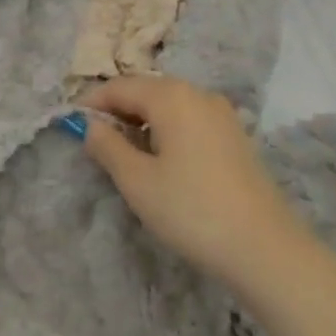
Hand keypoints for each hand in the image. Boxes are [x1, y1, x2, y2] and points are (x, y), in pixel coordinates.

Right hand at [80, 75, 310, 285]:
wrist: (264, 248)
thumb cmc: (190, 210)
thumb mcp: (137, 180)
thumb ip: (107, 146)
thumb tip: (90, 125)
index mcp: (171, 97)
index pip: (120, 87)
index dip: (92, 103)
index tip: (70, 126)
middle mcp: (198, 94)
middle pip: (147, 90)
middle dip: (117, 110)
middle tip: (95, 140)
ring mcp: (222, 115)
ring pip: (170, 105)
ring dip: (142, 120)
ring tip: (124, 152)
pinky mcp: (235, 137)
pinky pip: (190, 120)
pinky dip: (167, 130)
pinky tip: (161, 159)